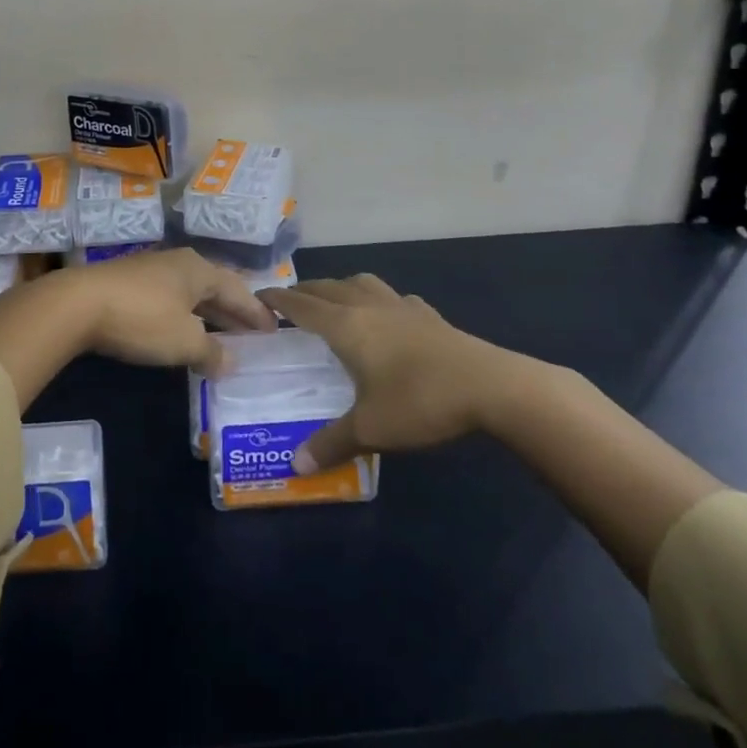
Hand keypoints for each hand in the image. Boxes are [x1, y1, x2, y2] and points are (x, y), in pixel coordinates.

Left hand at [0, 248, 272, 409]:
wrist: (78, 304)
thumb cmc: (142, 318)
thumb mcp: (184, 340)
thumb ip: (211, 351)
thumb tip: (230, 361)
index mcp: (199, 269)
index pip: (238, 289)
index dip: (257, 311)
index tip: (274, 329)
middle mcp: (179, 262)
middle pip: (215, 287)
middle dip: (234, 311)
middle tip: (253, 334)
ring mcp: (152, 270)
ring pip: (191, 292)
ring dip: (209, 314)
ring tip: (222, 337)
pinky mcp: (129, 283)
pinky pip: (170, 298)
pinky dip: (185, 316)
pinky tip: (183, 332)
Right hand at [260, 274, 519, 473]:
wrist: (488, 386)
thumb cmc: (419, 401)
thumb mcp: (370, 429)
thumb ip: (331, 443)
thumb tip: (295, 464)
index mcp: (346, 326)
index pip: (301, 305)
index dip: (278, 299)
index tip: (258, 296)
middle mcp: (368, 306)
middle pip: (328, 287)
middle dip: (305, 291)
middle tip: (289, 301)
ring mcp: (401, 306)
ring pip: (361, 282)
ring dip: (340, 287)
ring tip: (334, 300)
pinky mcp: (428, 314)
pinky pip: (392, 297)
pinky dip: (378, 299)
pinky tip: (387, 316)